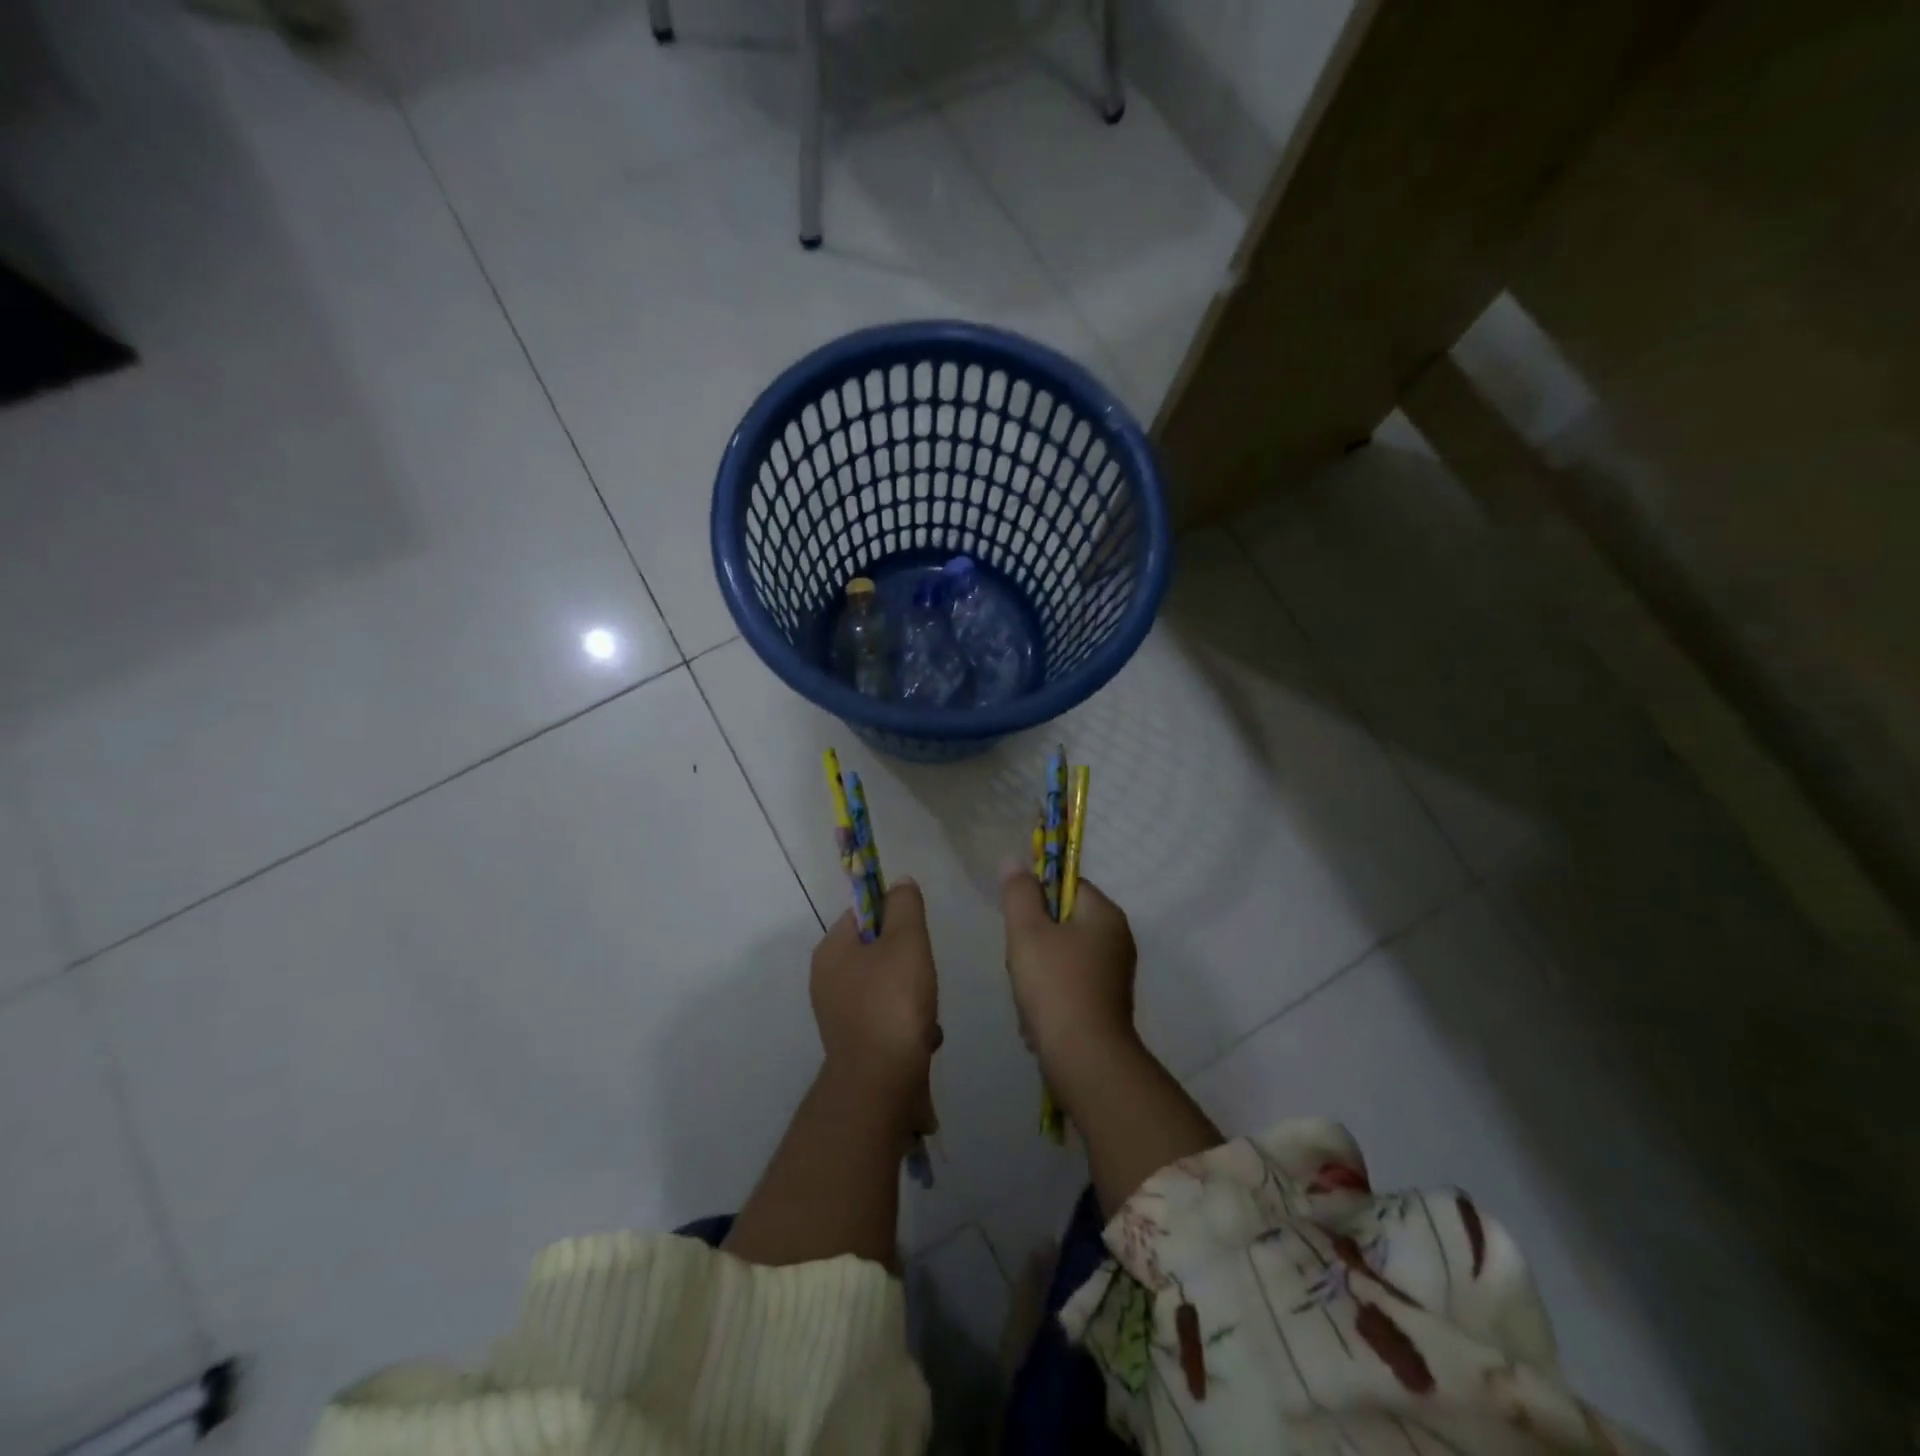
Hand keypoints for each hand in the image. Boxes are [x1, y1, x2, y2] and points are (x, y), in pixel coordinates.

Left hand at [810, 879, 941, 1118]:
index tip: (916, 934)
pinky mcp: (855, 1044)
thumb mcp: (906, 941)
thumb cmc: (893, 1003)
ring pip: (886, 987)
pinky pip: (887, 1019)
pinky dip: (907, 1024)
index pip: (862, 914)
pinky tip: (924, 1038)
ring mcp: (839, 1015)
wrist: (881, 1085)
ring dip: (913, 995)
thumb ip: (905, 906)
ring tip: (927, 1012)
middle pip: (877, 951)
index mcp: (831, 951)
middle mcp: (827, 981)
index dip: (893, 916)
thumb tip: (899, 882)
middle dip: (908, 962)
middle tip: (924, 974)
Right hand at [998, 866, 1137, 1073]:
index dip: (1037, 898)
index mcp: (1105, 915)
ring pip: (1060, 957)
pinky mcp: (1106, 1005)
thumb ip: (1019, 893)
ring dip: (1036, 974)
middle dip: (1033, 942)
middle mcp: (1117, 940)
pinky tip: (1037, 1019)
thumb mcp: (1027, 932)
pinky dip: (1050, 999)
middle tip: (1021, 962)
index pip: (1067, 885)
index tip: (1020, 922)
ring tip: (1028, 996)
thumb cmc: (1056, 986)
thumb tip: (1014, 859)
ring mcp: (1114, 975)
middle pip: (1061, 923)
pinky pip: (1069, 987)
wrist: (1085, 1060)